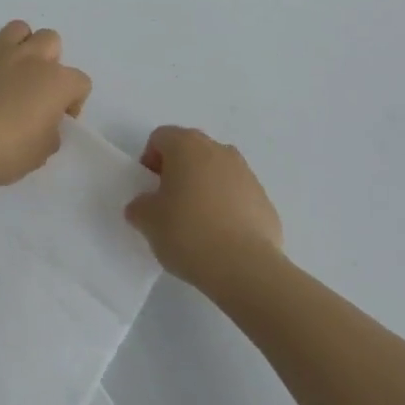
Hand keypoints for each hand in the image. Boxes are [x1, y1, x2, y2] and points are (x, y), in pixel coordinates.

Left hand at [0, 22, 91, 188]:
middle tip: (36, 88)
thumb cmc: (3, 153)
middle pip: (51, 40)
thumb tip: (45, 124)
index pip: (80, 82)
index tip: (60, 119)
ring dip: (20, 46)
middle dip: (50, 61)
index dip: (73, 101)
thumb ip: (51, 134)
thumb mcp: (40, 155)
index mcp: (56, 82)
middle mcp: (31, 57)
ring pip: (19, 29)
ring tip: (11, 70)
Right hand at [124, 126, 283, 292]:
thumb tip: (144, 205)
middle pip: (191, 150)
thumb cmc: (189, 233)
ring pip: (216, 171)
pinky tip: (222, 237)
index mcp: (187, 146)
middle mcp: (218, 149)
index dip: (149, 160)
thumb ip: (140, 206)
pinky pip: (237, 194)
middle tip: (169, 204)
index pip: (160, 138)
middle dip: (178, 171)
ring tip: (197, 223)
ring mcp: (246, 173)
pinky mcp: (264, 199)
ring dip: (204, 187)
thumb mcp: (148, 222)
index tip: (149, 190)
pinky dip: (227, 207)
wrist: (246, 267)